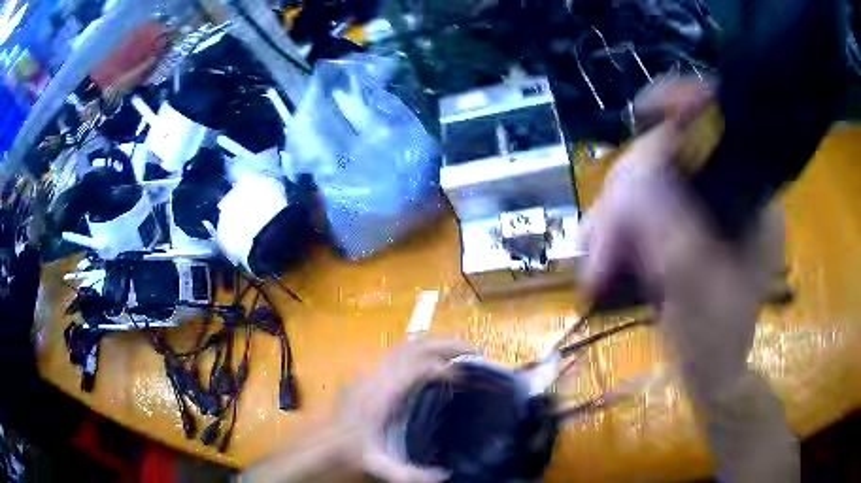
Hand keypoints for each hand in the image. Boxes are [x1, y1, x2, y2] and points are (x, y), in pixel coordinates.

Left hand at [241, 339, 475, 482]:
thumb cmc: (353, 450)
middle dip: (446, 344)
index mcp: (383, 395)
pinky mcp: (372, 373)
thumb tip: (444, 476)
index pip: (417, 369)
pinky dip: (423, 350)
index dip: (444, 367)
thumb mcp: (380, 465)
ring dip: (436, 344)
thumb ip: (410, 474)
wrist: (325, 442)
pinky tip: (435, 361)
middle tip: (474, 350)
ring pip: (407, 345)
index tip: (467, 374)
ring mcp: (374, 371)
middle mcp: (379, 376)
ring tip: (461, 351)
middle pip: (415, 346)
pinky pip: (401, 352)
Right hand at [581, 77, 797, 480]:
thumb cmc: (717, 339)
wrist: (711, 373)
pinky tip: (599, 262)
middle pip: (663, 156)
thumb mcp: (698, 283)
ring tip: (594, 269)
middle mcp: (723, 190)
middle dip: (624, 199)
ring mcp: (697, 209)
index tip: (644, 111)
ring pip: (640, 185)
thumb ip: (669, 227)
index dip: (680, 105)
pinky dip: (610, 234)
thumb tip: (631, 178)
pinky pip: (634, 211)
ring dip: (609, 223)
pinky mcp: (676, 227)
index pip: (716, 122)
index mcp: (749, 193)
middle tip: (599, 254)